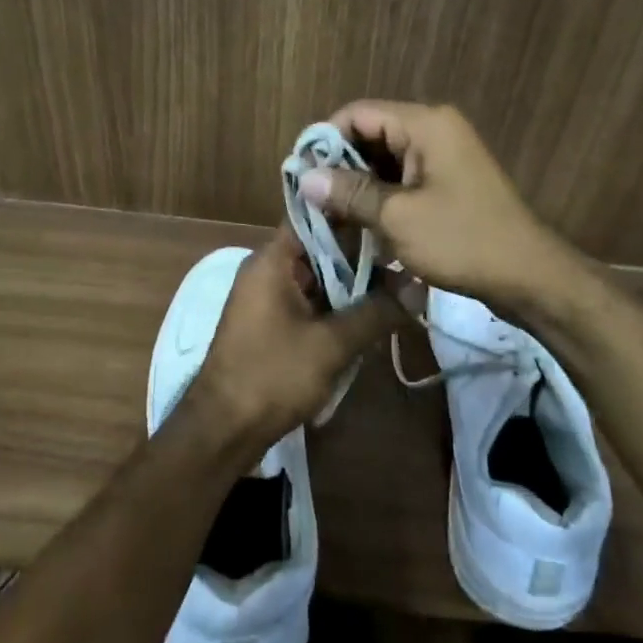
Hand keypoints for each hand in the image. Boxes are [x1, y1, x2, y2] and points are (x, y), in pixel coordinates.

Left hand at [187, 225, 403, 445]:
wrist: (223, 429)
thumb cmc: (273, 375)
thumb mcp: (332, 344)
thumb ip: (377, 312)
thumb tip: (419, 288)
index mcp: (272, 260)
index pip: (315, 217)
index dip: (352, 213)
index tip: (389, 217)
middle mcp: (266, 269)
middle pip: (320, 249)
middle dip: (361, 258)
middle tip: (406, 261)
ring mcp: (266, 297)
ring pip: (318, 279)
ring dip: (351, 288)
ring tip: (398, 291)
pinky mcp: (270, 324)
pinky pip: (309, 303)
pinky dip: (335, 309)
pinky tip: (369, 321)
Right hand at [297, 100, 576, 306]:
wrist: (528, 276)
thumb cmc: (462, 240)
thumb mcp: (398, 217)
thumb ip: (350, 193)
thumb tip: (305, 178)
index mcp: (425, 124)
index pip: (358, 114)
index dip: (325, 140)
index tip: (302, 176)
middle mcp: (434, 130)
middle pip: (370, 135)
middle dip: (340, 167)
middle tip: (312, 202)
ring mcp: (443, 158)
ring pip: (385, 161)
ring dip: (358, 187)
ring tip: (330, 218)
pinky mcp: (447, 183)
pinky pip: (403, 180)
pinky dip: (381, 198)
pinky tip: (360, 226)